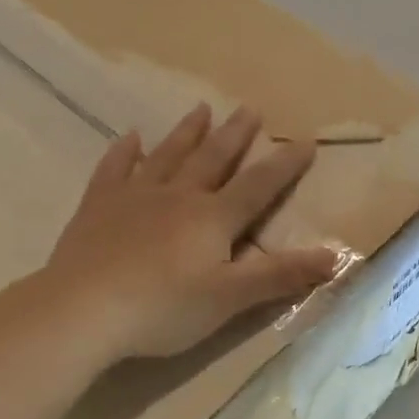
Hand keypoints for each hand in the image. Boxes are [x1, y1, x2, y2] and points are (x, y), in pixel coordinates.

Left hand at [46, 103, 341, 360]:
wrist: (83, 310)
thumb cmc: (164, 308)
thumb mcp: (230, 298)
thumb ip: (281, 276)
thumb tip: (336, 256)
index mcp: (212, 218)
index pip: (258, 186)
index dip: (284, 166)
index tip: (304, 141)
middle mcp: (177, 196)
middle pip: (213, 159)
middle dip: (235, 135)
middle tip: (250, 108)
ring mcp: (134, 196)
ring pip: (167, 155)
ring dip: (187, 132)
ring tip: (201, 108)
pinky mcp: (97, 207)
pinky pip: (114, 169)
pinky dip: (125, 152)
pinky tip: (130, 137)